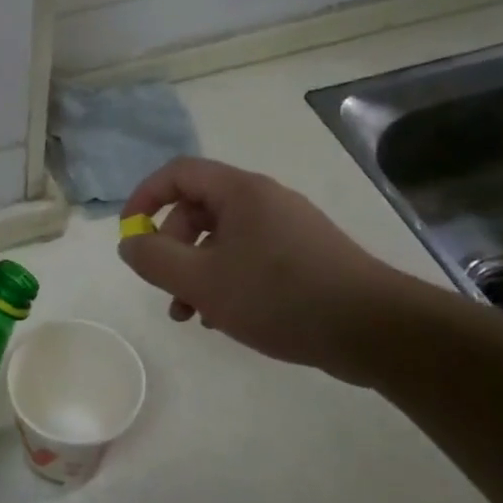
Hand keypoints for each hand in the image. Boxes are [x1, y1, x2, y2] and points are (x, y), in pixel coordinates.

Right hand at [118, 157, 418, 383]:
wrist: (372, 328)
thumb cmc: (278, 296)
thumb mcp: (201, 280)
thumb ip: (154, 259)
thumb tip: (130, 243)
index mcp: (240, 192)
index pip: (178, 173)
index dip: (144, 198)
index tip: (130, 234)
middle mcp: (264, 200)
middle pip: (198, 208)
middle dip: (171, 247)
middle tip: (165, 285)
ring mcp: (287, 228)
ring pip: (222, 239)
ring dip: (195, 271)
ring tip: (191, 314)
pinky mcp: (304, 256)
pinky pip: (248, 257)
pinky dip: (226, 280)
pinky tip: (225, 318)